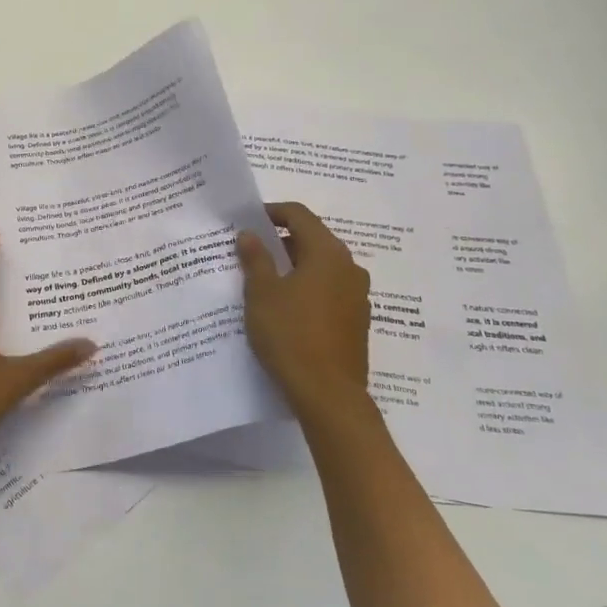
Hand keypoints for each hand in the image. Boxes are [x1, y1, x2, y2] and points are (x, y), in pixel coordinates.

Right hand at [236, 202, 374, 425]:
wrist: (328, 395)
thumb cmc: (290, 334)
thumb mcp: (262, 293)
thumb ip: (256, 258)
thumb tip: (250, 234)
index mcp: (328, 253)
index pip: (299, 215)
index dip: (273, 212)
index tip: (249, 220)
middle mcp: (349, 268)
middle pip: (314, 239)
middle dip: (282, 241)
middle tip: (251, 251)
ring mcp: (357, 296)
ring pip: (322, 267)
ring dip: (295, 266)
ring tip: (264, 280)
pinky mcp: (357, 321)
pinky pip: (329, 291)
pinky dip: (307, 288)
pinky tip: (286, 308)